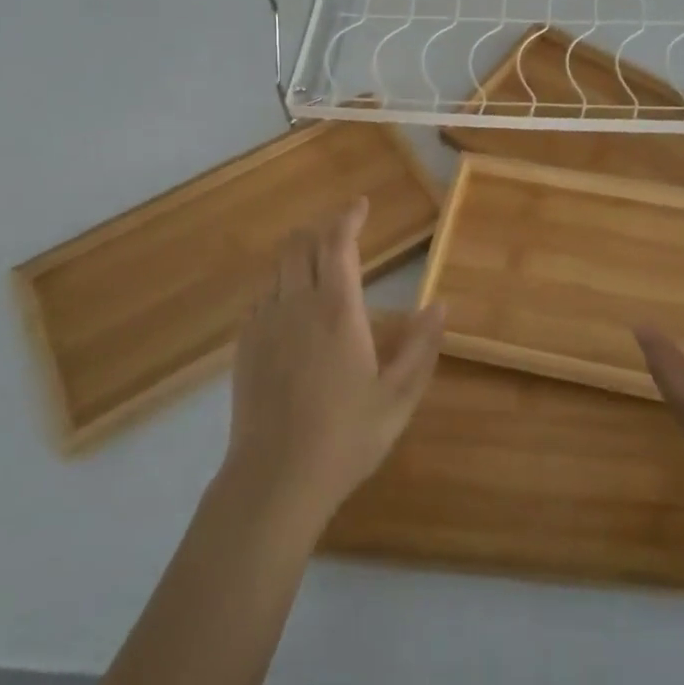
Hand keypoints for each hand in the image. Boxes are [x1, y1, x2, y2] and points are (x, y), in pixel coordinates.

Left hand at [222, 198, 444, 530]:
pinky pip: (262, 297)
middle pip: (299, 244)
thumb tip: (439, 305)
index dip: (348, 217)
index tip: (361, 205)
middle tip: (343, 233)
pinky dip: (281, 286)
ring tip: (320, 268)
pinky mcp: (245, 346)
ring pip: (278, 268)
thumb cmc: (346, 437)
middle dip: (321, 229)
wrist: (275, 479)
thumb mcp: (399, 396)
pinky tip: (293, 310)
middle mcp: (296, 304)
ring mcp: (264, 324)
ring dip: (300, 256)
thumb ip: (421, 346)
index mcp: (338, 309)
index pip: (338, 243)